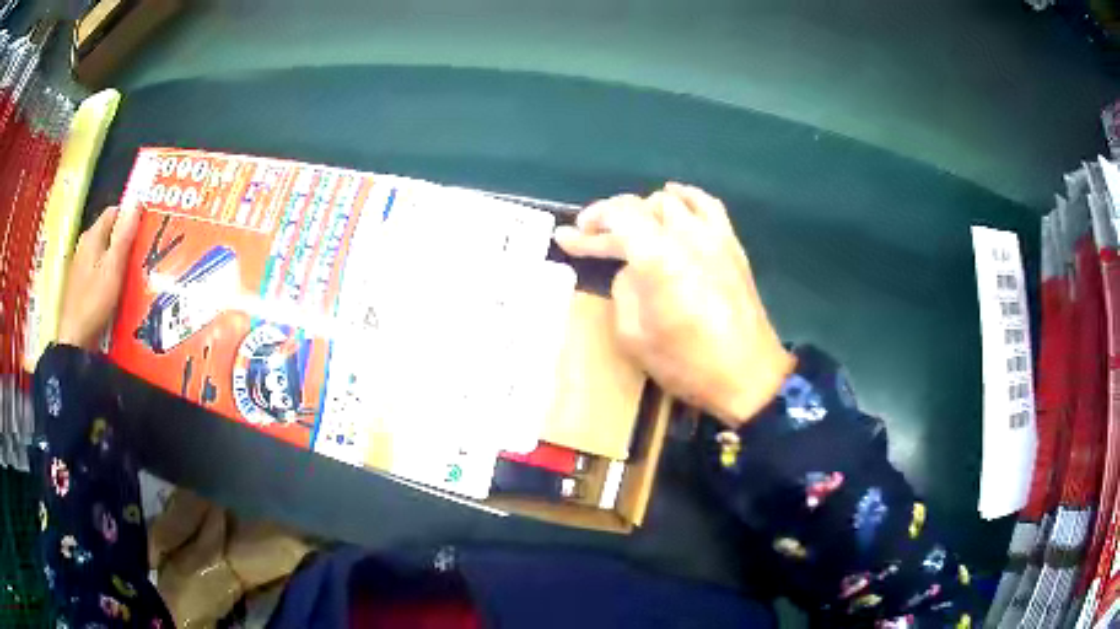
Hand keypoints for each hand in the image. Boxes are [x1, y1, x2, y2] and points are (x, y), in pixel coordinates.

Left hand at [57, 206, 139, 349]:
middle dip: (124, 239)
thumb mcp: (113, 268)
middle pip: (108, 232)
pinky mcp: (79, 284)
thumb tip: (136, 201)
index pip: (114, 212)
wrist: (74, 340)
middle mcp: (84, 245)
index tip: (144, 229)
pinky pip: (97, 269)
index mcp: (92, 236)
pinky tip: (115, 288)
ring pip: (102, 252)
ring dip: (116, 257)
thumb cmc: (94, 302)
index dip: (129, 216)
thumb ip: (124, 236)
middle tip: (141, 253)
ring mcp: (80, 266)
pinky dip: (107, 273)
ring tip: (131, 272)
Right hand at [554, 183, 794, 426]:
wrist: (747, 375)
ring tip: (628, 226)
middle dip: (611, 220)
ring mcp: (713, 236)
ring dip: (643, 210)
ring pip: (671, 202)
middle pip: (641, 206)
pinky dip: (686, 197)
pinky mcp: (732, 245)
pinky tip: (675, 198)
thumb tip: (631, 271)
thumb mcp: (633, 335)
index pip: (618, 214)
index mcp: (657, 257)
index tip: (571, 235)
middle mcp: (685, 235)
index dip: (591, 220)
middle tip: (594, 240)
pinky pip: (708, 205)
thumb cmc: (686, 363)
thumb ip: (624, 291)